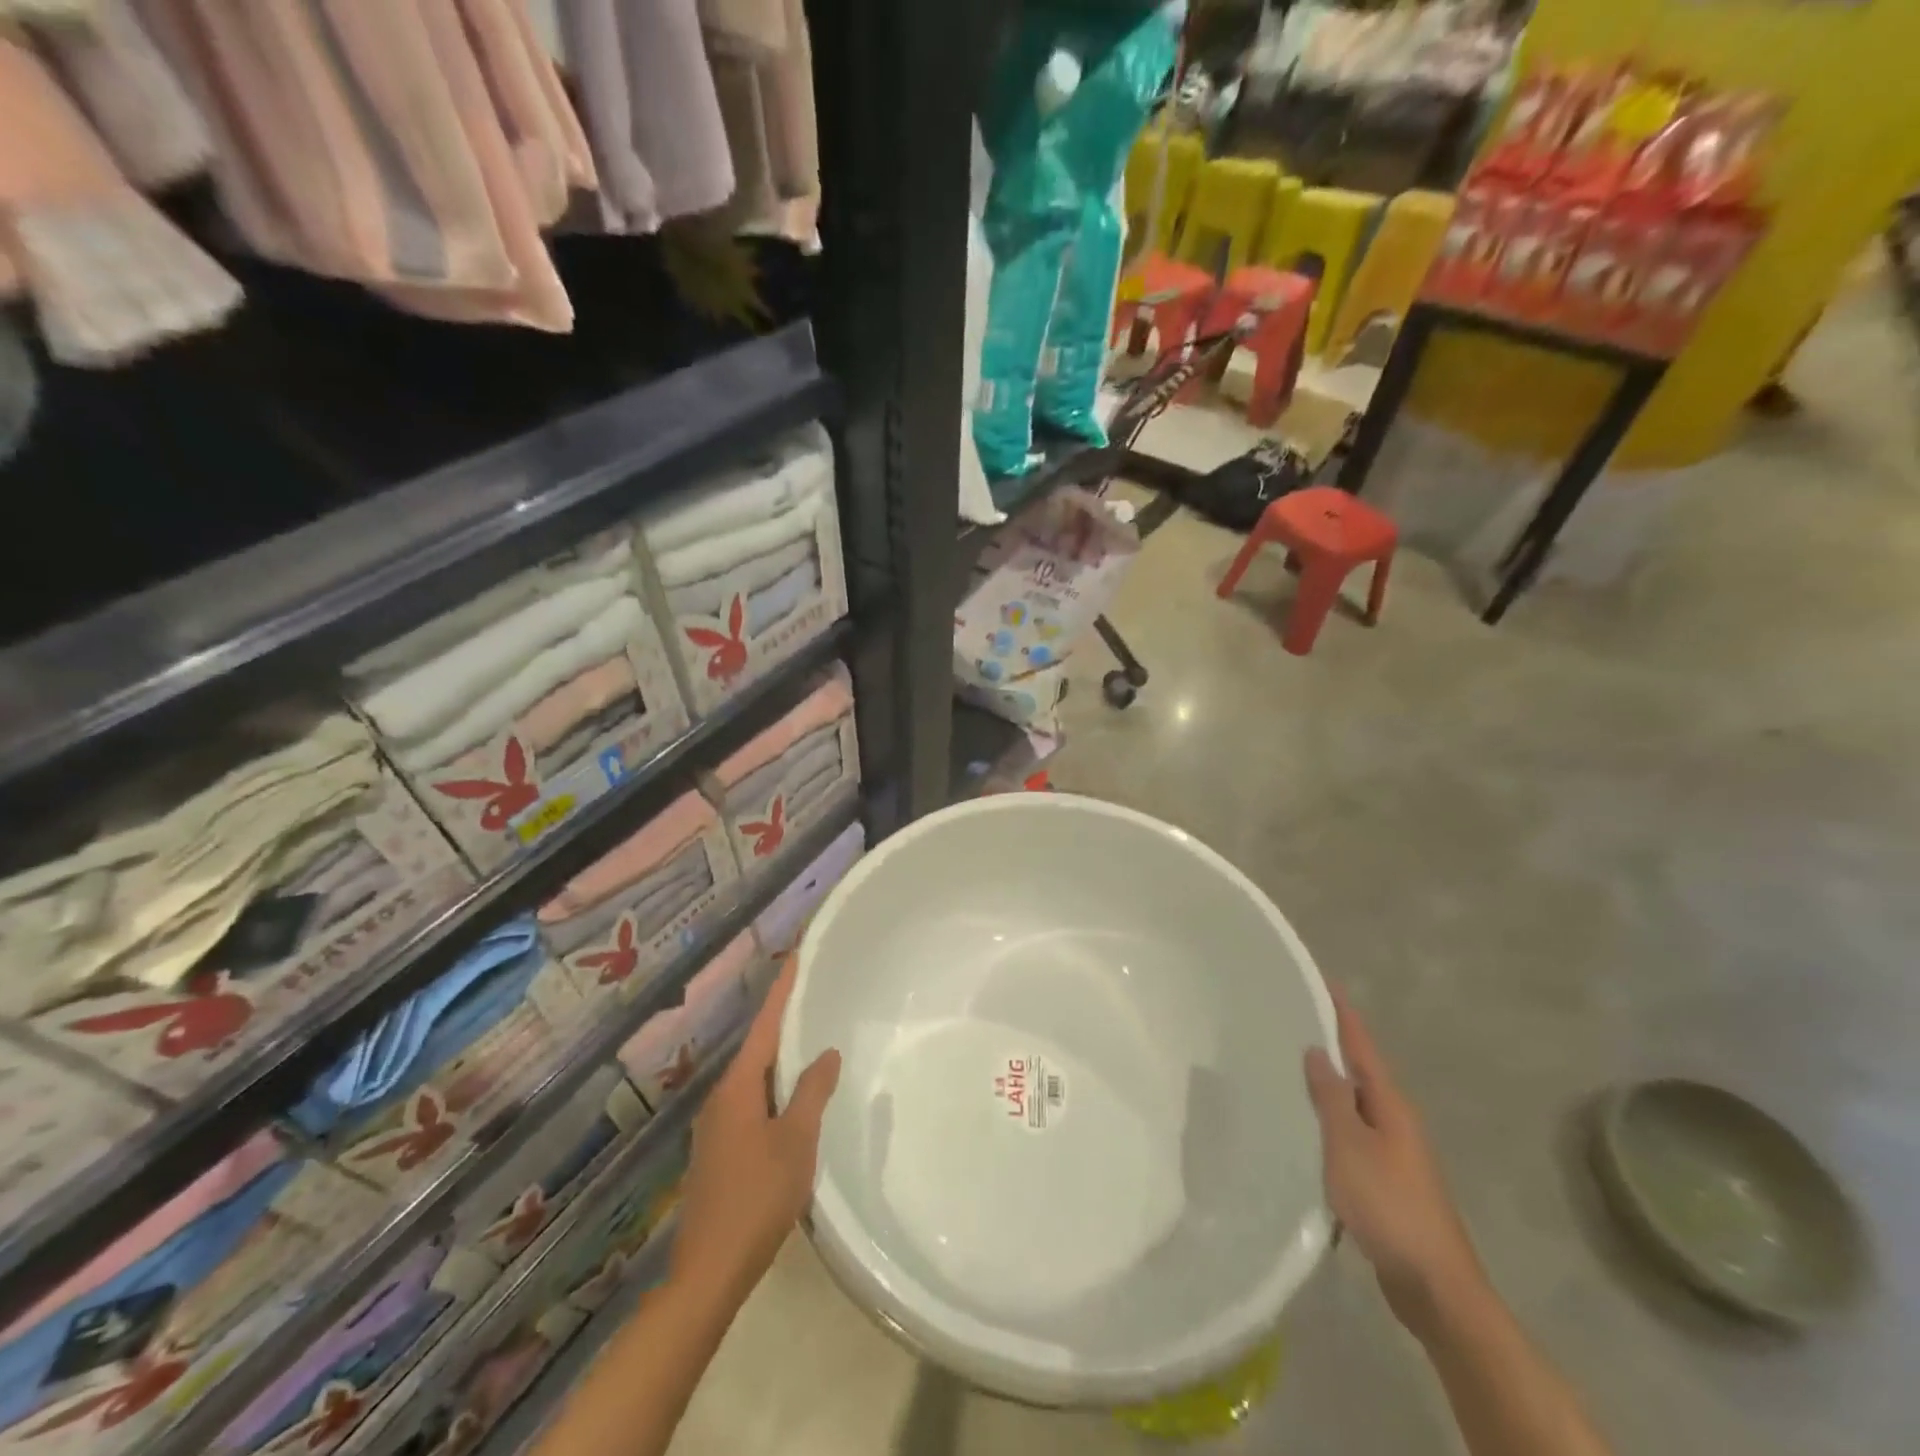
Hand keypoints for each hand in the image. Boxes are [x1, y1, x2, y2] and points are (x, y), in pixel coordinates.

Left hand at [670, 955, 840, 1307]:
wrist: (709, 1271)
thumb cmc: (758, 1198)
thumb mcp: (796, 1141)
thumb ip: (812, 1092)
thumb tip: (826, 1052)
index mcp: (738, 1087)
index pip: (764, 1024)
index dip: (782, 989)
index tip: (795, 955)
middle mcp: (722, 1097)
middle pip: (757, 1046)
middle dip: (782, 1018)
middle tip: (810, 992)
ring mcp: (716, 1125)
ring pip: (753, 1076)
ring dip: (779, 1055)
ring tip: (808, 1037)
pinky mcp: (719, 1149)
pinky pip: (751, 1100)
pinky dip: (773, 1085)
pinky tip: (792, 1096)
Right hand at [1304, 984, 1485, 1335]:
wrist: (1434, 1285)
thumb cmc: (1389, 1205)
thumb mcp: (1349, 1144)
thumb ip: (1331, 1096)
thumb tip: (1318, 1051)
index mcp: (1390, 1104)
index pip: (1361, 1045)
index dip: (1342, 1012)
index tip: (1322, 980)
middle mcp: (1395, 1120)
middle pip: (1359, 1070)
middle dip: (1331, 1042)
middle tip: (1290, 1017)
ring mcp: (1393, 1152)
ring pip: (1353, 1104)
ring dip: (1327, 1083)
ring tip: (1288, 1064)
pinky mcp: (1384, 1181)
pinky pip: (1350, 1134)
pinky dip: (1328, 1119)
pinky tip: (1304, 1127)